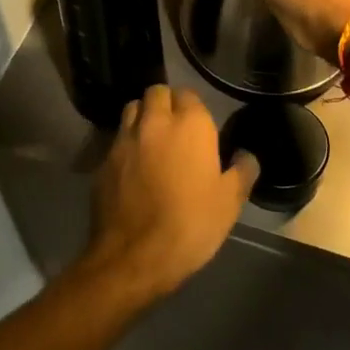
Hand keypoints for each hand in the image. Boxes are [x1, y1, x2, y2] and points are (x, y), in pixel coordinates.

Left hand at [81, 85, 258, 301]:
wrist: (134, 256)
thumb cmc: (190, 224)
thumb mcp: (230, 202)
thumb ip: (242, 171)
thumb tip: (246, 155)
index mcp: (190, 124)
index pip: (189, 94)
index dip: (193, 108)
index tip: (199, 128)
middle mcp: (155, 121)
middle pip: (157, 92)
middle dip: (165, 103)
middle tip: (175, 128)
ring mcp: (125, 139)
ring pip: (132, 109)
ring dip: (142, 116)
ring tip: (151, 139)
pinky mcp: (103, 160)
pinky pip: (116, 139)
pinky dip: (125, 144)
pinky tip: (132, 167)